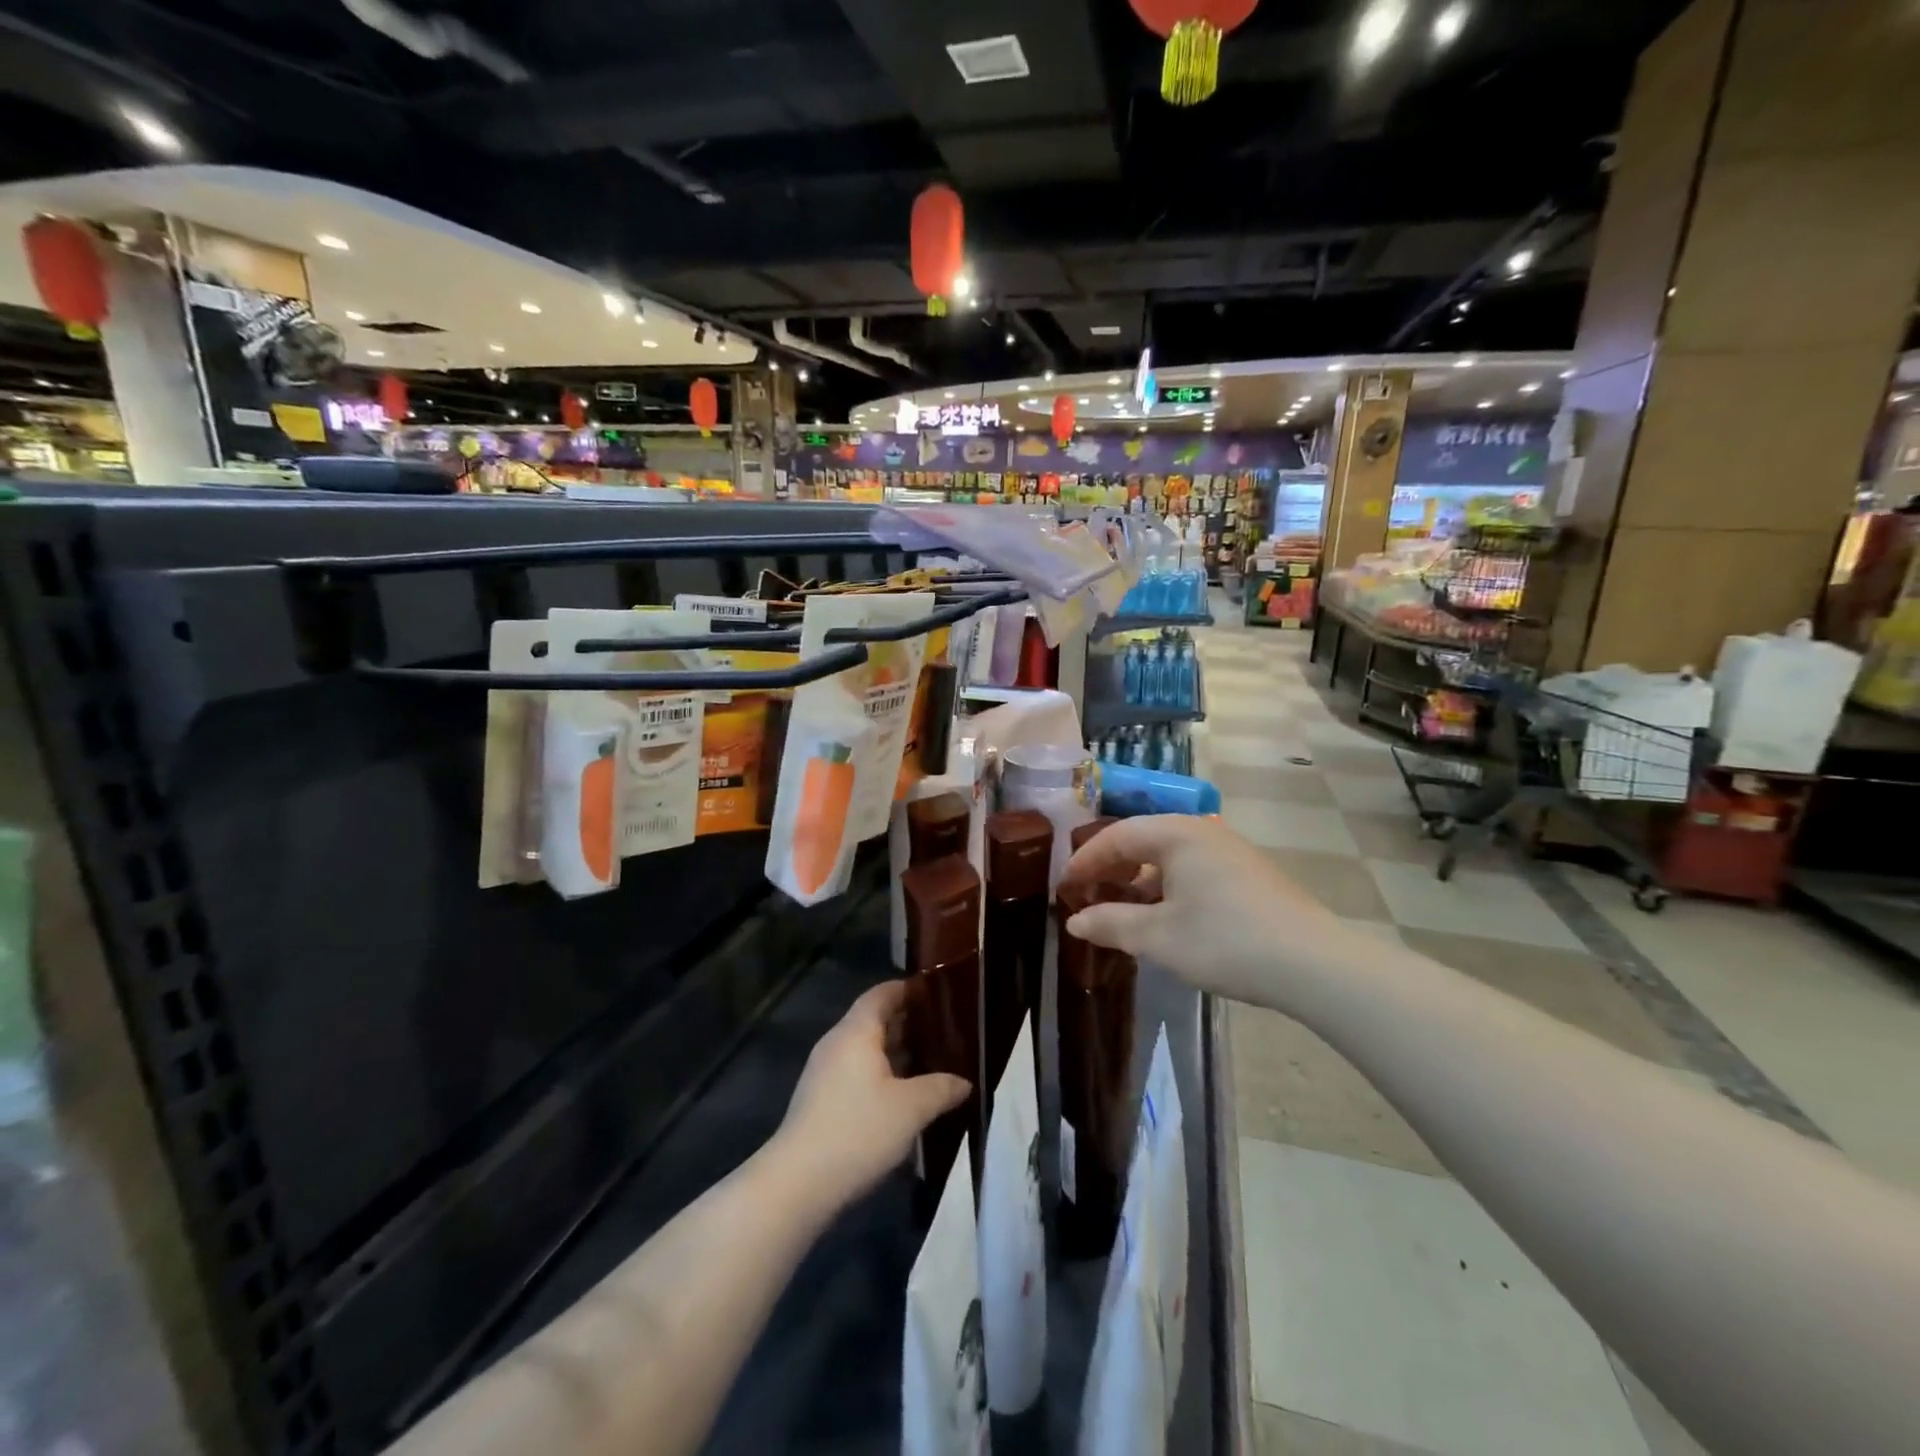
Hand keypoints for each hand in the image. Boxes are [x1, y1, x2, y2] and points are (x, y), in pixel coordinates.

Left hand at [770, 982, 969, 1213]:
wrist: (799, 1182)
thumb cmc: (859, 1130)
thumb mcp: (911, 1109)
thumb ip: (941, 1089)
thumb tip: (964, 1082)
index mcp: (856, 1032)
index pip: (881, 994)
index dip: (906, 990)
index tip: (934, 992)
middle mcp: (836, 1043)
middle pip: (872, 1020)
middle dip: (905, 1022)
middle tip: (941, 1029)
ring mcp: (823, 1072)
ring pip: (864, 1049)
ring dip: (893, 1051)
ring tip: (928, 1061)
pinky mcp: (819, 1100)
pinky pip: (855, 1071)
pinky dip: (879, 1073)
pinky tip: (901, 1094)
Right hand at [1062, 815, 1370, 1011]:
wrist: (1314, 965)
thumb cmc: (1225, 941)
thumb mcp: (1158, 938)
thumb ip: (1111, 924)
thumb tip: (1075, 921)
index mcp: (1177, 834)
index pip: (1117, 836)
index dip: (1085, 861)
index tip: (1064, 888)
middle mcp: (1203, 831)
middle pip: (1143, 841)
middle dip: (1112, 869)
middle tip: (1087, 896)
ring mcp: (1230, 852)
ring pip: (1170, 857)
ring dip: (1140, 881)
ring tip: (1121, 912)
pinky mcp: (1249, 875)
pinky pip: (1193, 870)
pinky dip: (1168, 888)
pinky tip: (1165, 918)